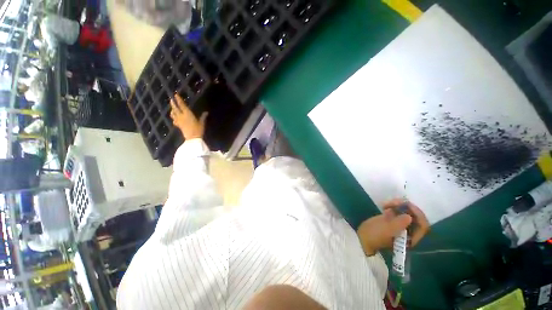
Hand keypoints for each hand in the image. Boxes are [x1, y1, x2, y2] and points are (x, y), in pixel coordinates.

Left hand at [170, 93, 207, 139]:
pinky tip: (174, 119)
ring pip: (173, 114)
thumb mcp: (201, 123)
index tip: (176, 95)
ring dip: (172, 110)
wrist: (192, 138)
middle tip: (171, 99)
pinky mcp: (178, 125)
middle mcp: (181, 116)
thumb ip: (203, 117)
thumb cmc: (198, 129)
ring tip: (172, 108)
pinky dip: (173, 118)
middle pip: (175, 108)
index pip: (182, 105)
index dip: (179, 100)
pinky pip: (174, 121)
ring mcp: (179, 121)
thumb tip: (206, 112)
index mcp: (187, 114)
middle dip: (173, 104)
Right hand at [356, 199, 429, 255]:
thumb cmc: (374, 235)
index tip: (407, 205)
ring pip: (406, 212)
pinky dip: (393, 206)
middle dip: (407, 207)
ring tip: (386, 203)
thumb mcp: (385, 229)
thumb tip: (409, 216)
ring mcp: (400, 225)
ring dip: (398, 205)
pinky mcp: (392, 220)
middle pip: (415, 217)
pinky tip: (384, 205)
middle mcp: (409, 232)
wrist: (362, 237)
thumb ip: (398, 224)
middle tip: (395, 201)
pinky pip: (398, 211)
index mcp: (411, 238)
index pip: (423, 226)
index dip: (418, 214)